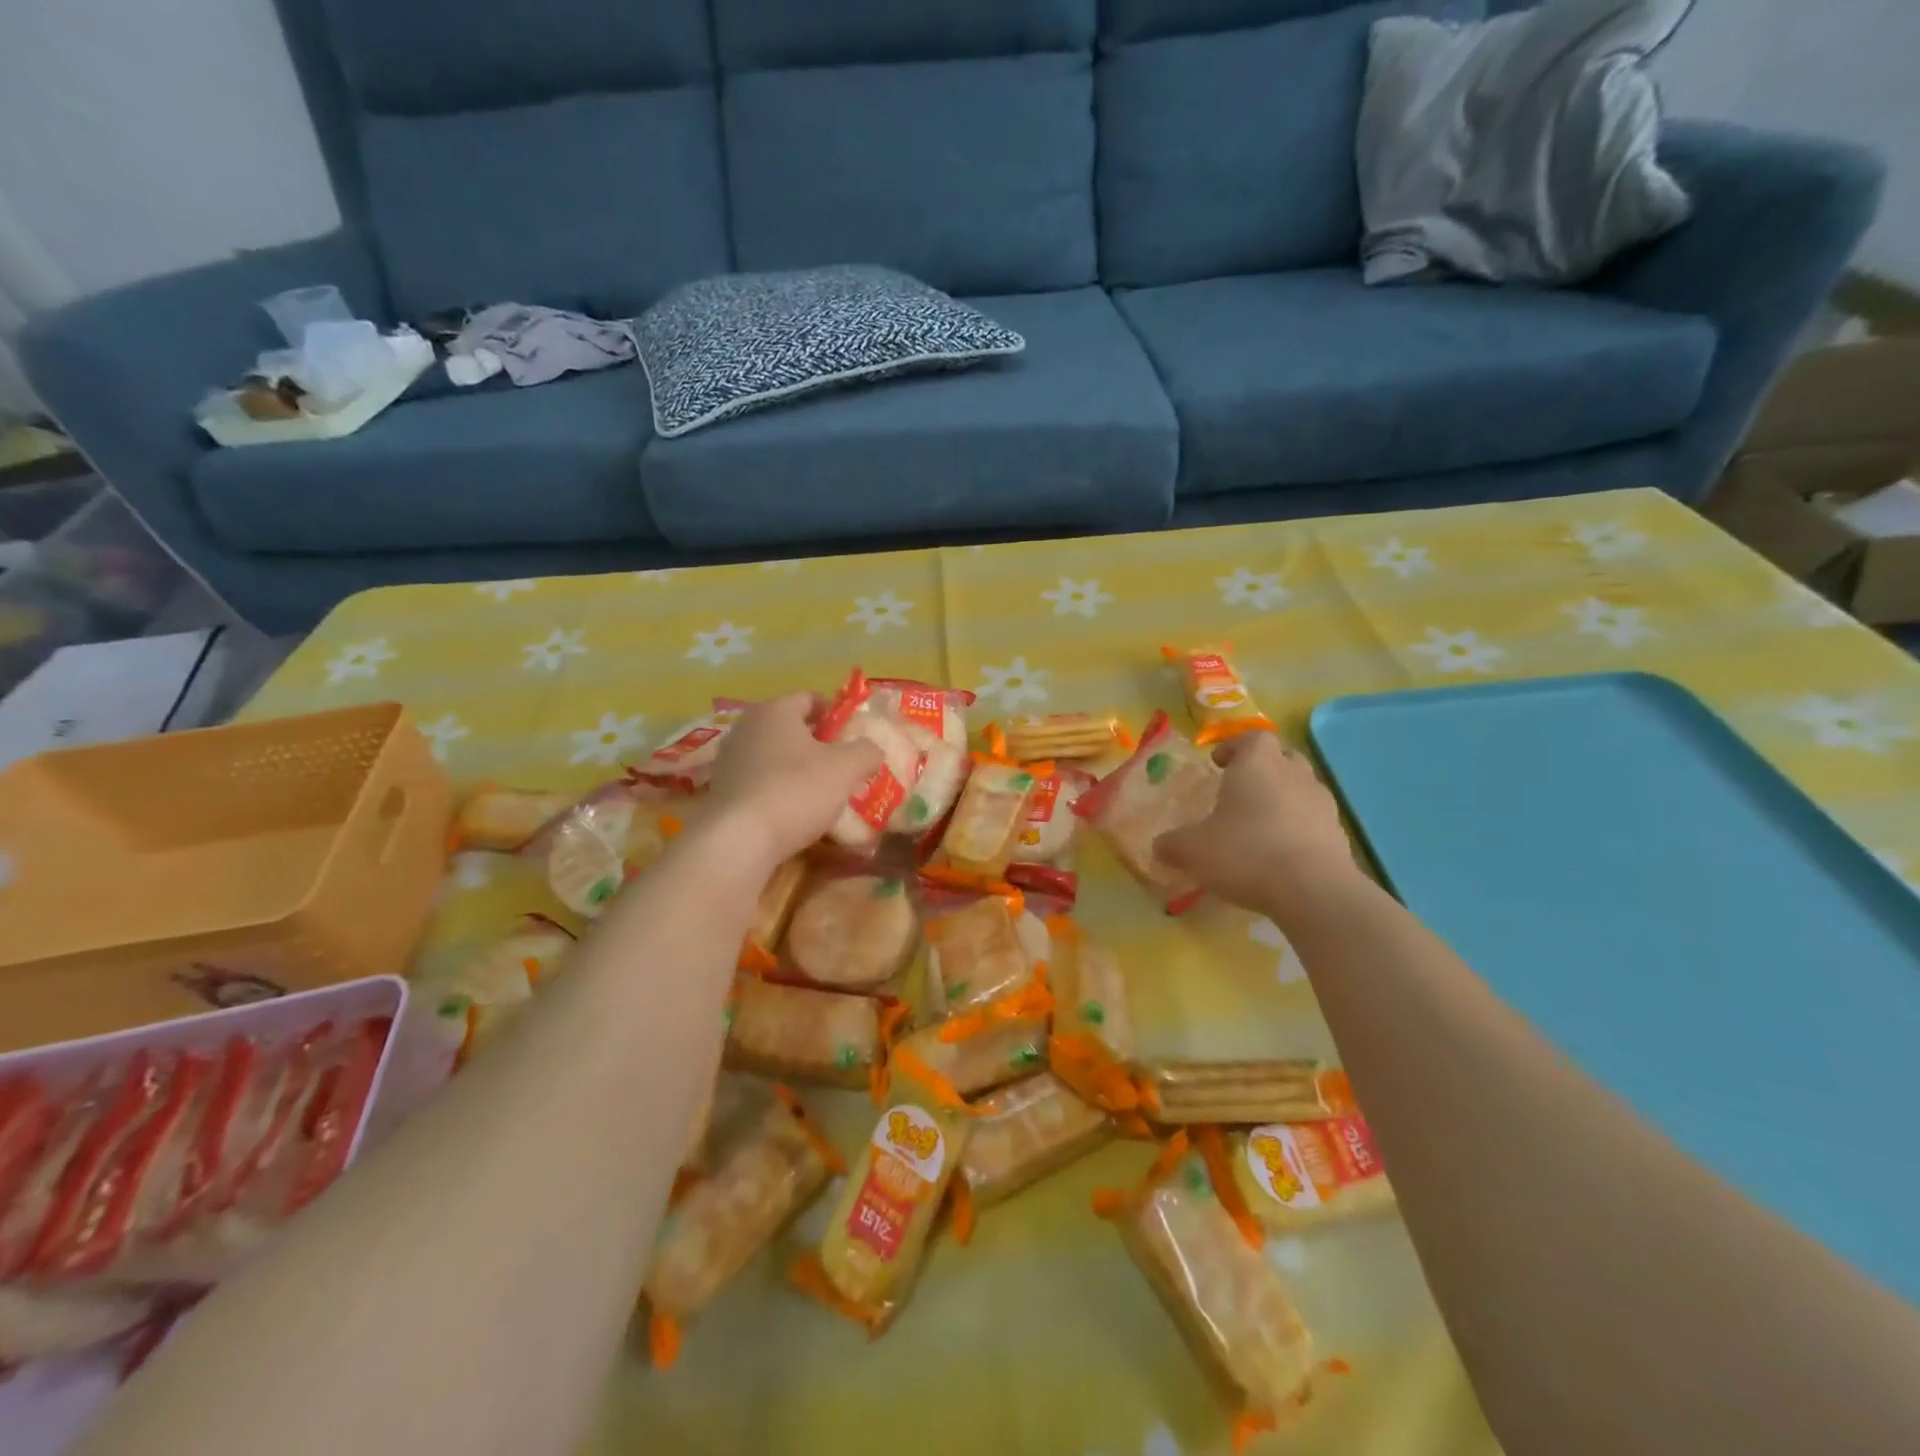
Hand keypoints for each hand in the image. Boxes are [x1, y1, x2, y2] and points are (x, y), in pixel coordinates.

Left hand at [704, 693, 883, 866]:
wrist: (739, 840)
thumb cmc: (796, 791)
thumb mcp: (846, 768)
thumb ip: (866, 752)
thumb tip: (871, 750)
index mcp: (776, 710)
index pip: (810, 699)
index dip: (835, 714)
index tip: (853, 736)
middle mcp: (747, 726)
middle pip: (790, 727)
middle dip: (817, 743)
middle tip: (842, 765)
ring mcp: (729, 759)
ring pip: (773, 755)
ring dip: (796, 768)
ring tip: (820, 792)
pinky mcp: (721, 790)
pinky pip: (758, 780)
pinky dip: (777, 789)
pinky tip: (793, 811)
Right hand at [1154, 733, 1360, 924]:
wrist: (1314, 890)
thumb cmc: (1246, 853)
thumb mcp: (1193, 850)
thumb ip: (1172, 844)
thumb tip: (1159, 846)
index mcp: (1257, 763)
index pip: (1251, 738)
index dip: (1234, 747)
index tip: (1218, 764)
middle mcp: (1293, 774)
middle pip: (1282, 756)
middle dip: (1263, 768)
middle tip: (1241, 789)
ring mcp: (1321, 803)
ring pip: (1301, 787)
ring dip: (1283, 797)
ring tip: (1261, 823)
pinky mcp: (1339, 834)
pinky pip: (1314, 820)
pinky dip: (1299, 827)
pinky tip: (1282, 853)